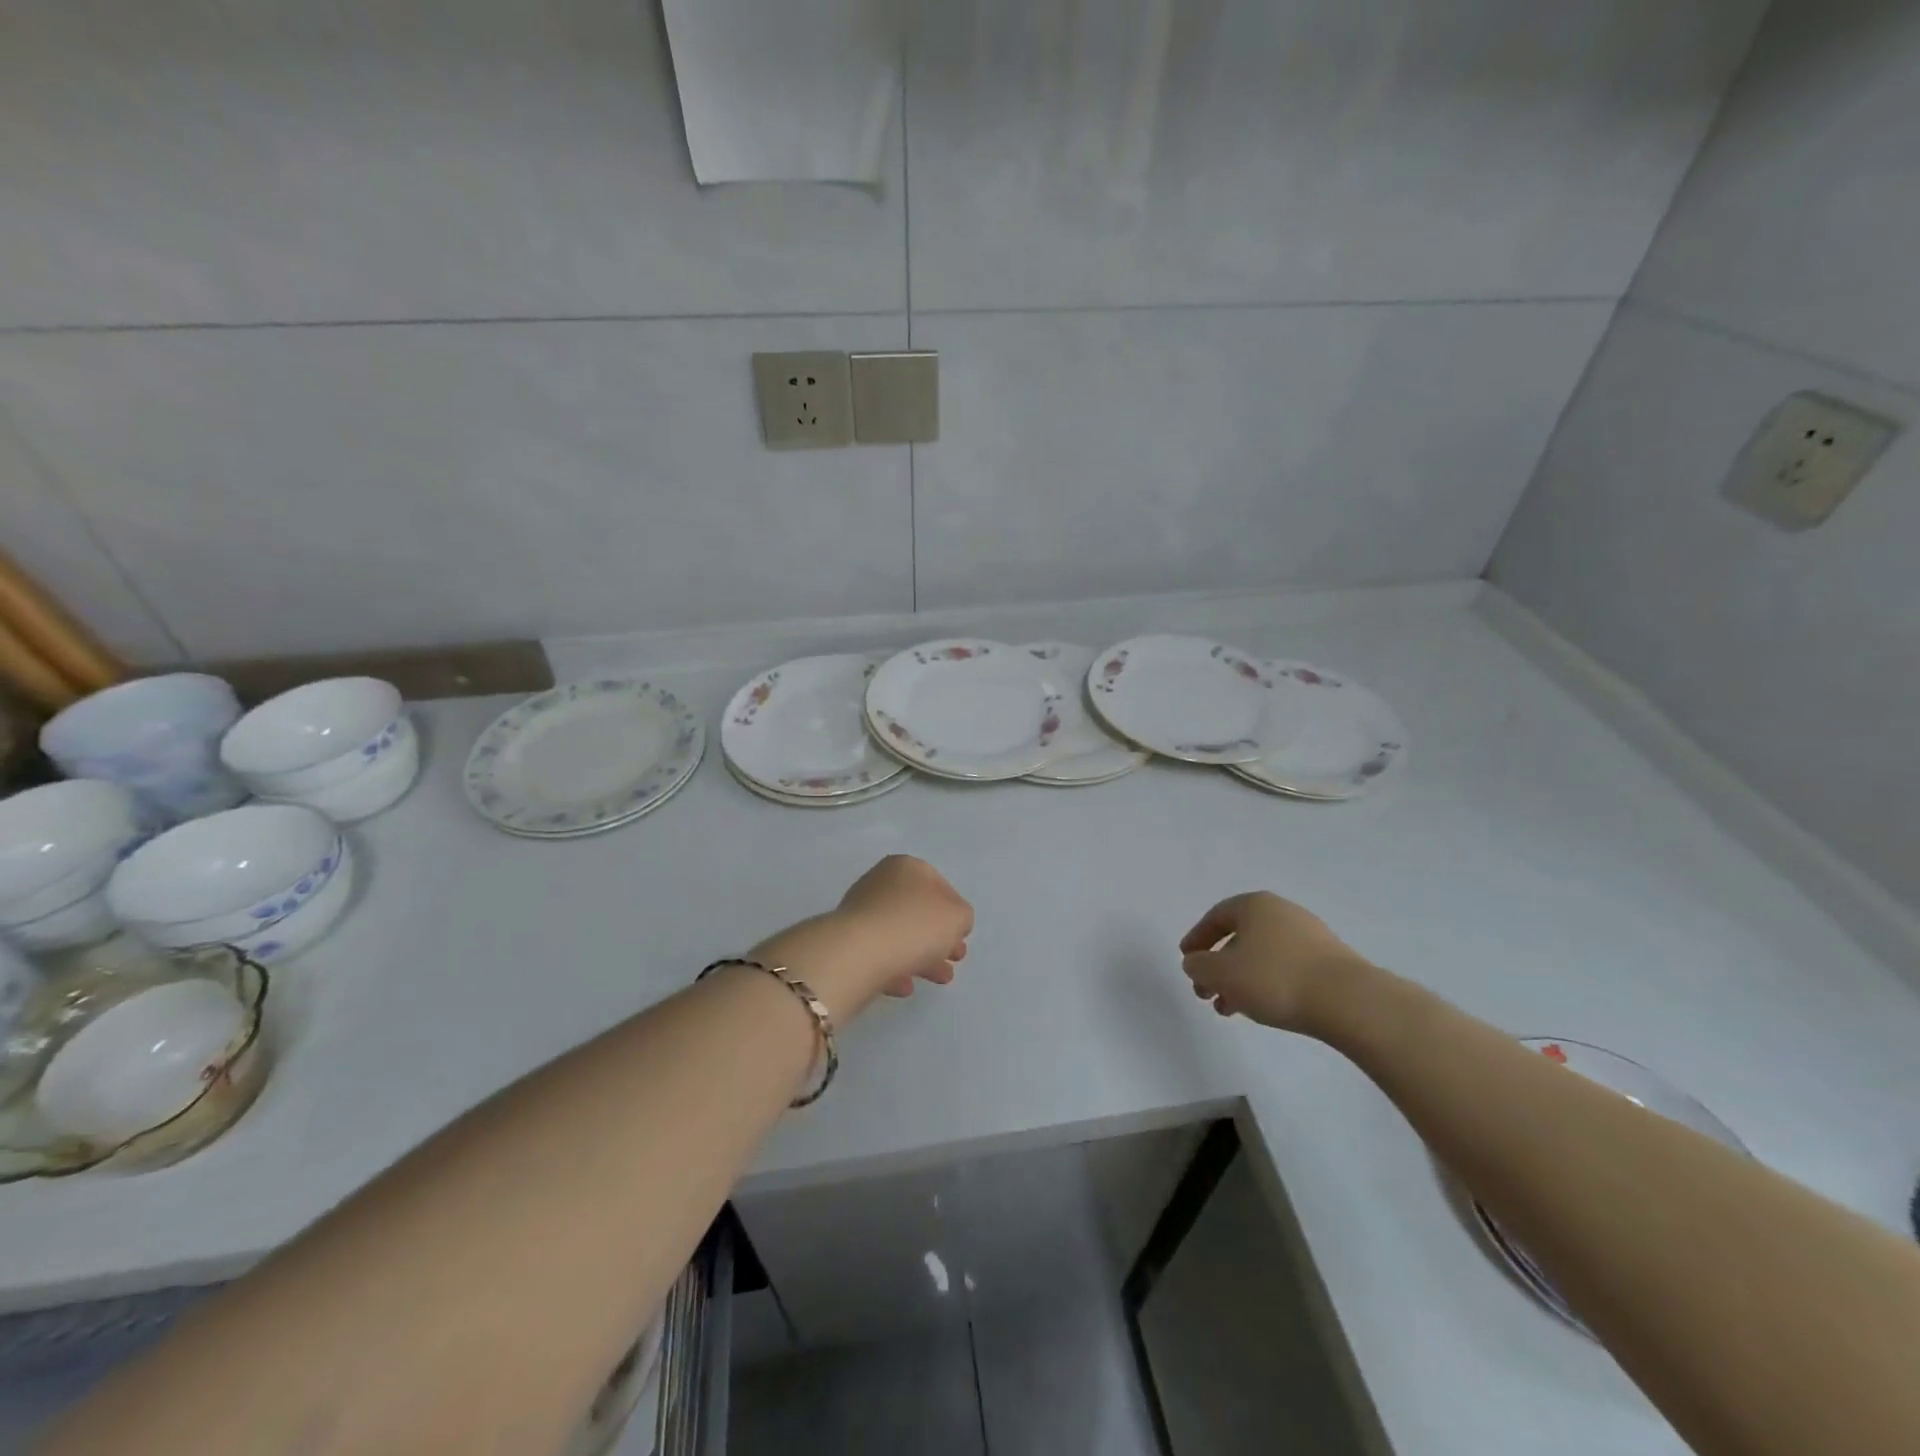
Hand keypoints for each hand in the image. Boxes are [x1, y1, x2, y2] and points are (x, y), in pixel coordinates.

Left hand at [753, 856, 971, 1021]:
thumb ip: (962, 916)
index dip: (955, 911)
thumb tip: (951, 922)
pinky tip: (905, 987)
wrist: (860, 952)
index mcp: (908, 867)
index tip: (962, 936)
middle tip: (955, 959)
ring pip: (900, 933)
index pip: (939, 885)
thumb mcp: (958, 916)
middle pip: (918, 911)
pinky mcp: (847, 940)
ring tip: (939, 979)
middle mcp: (882, 882)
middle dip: (940, 937)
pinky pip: (879, 952)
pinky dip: (895, 968)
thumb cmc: (916, 925)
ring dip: (923, 956)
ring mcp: (861, 910)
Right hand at [1178, 892, 1375, 1034]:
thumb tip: (1195, 963)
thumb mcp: (1221, 973)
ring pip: (1262, 956)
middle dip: (1218, 966)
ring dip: (1240, 980)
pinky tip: (1262, 1009)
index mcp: (1254, 905)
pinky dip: (1266, 984)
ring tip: (1231, 1009)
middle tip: (1206, 993)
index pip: (1216, 917)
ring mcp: (1309, 936)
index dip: (1197, 939)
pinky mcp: (1329, 961)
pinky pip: (1285, 968)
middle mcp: (1282, 912)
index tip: (1186, 960)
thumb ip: (1198, 966)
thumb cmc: (1274, 978)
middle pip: (1239, 937)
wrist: (1348, 1001)